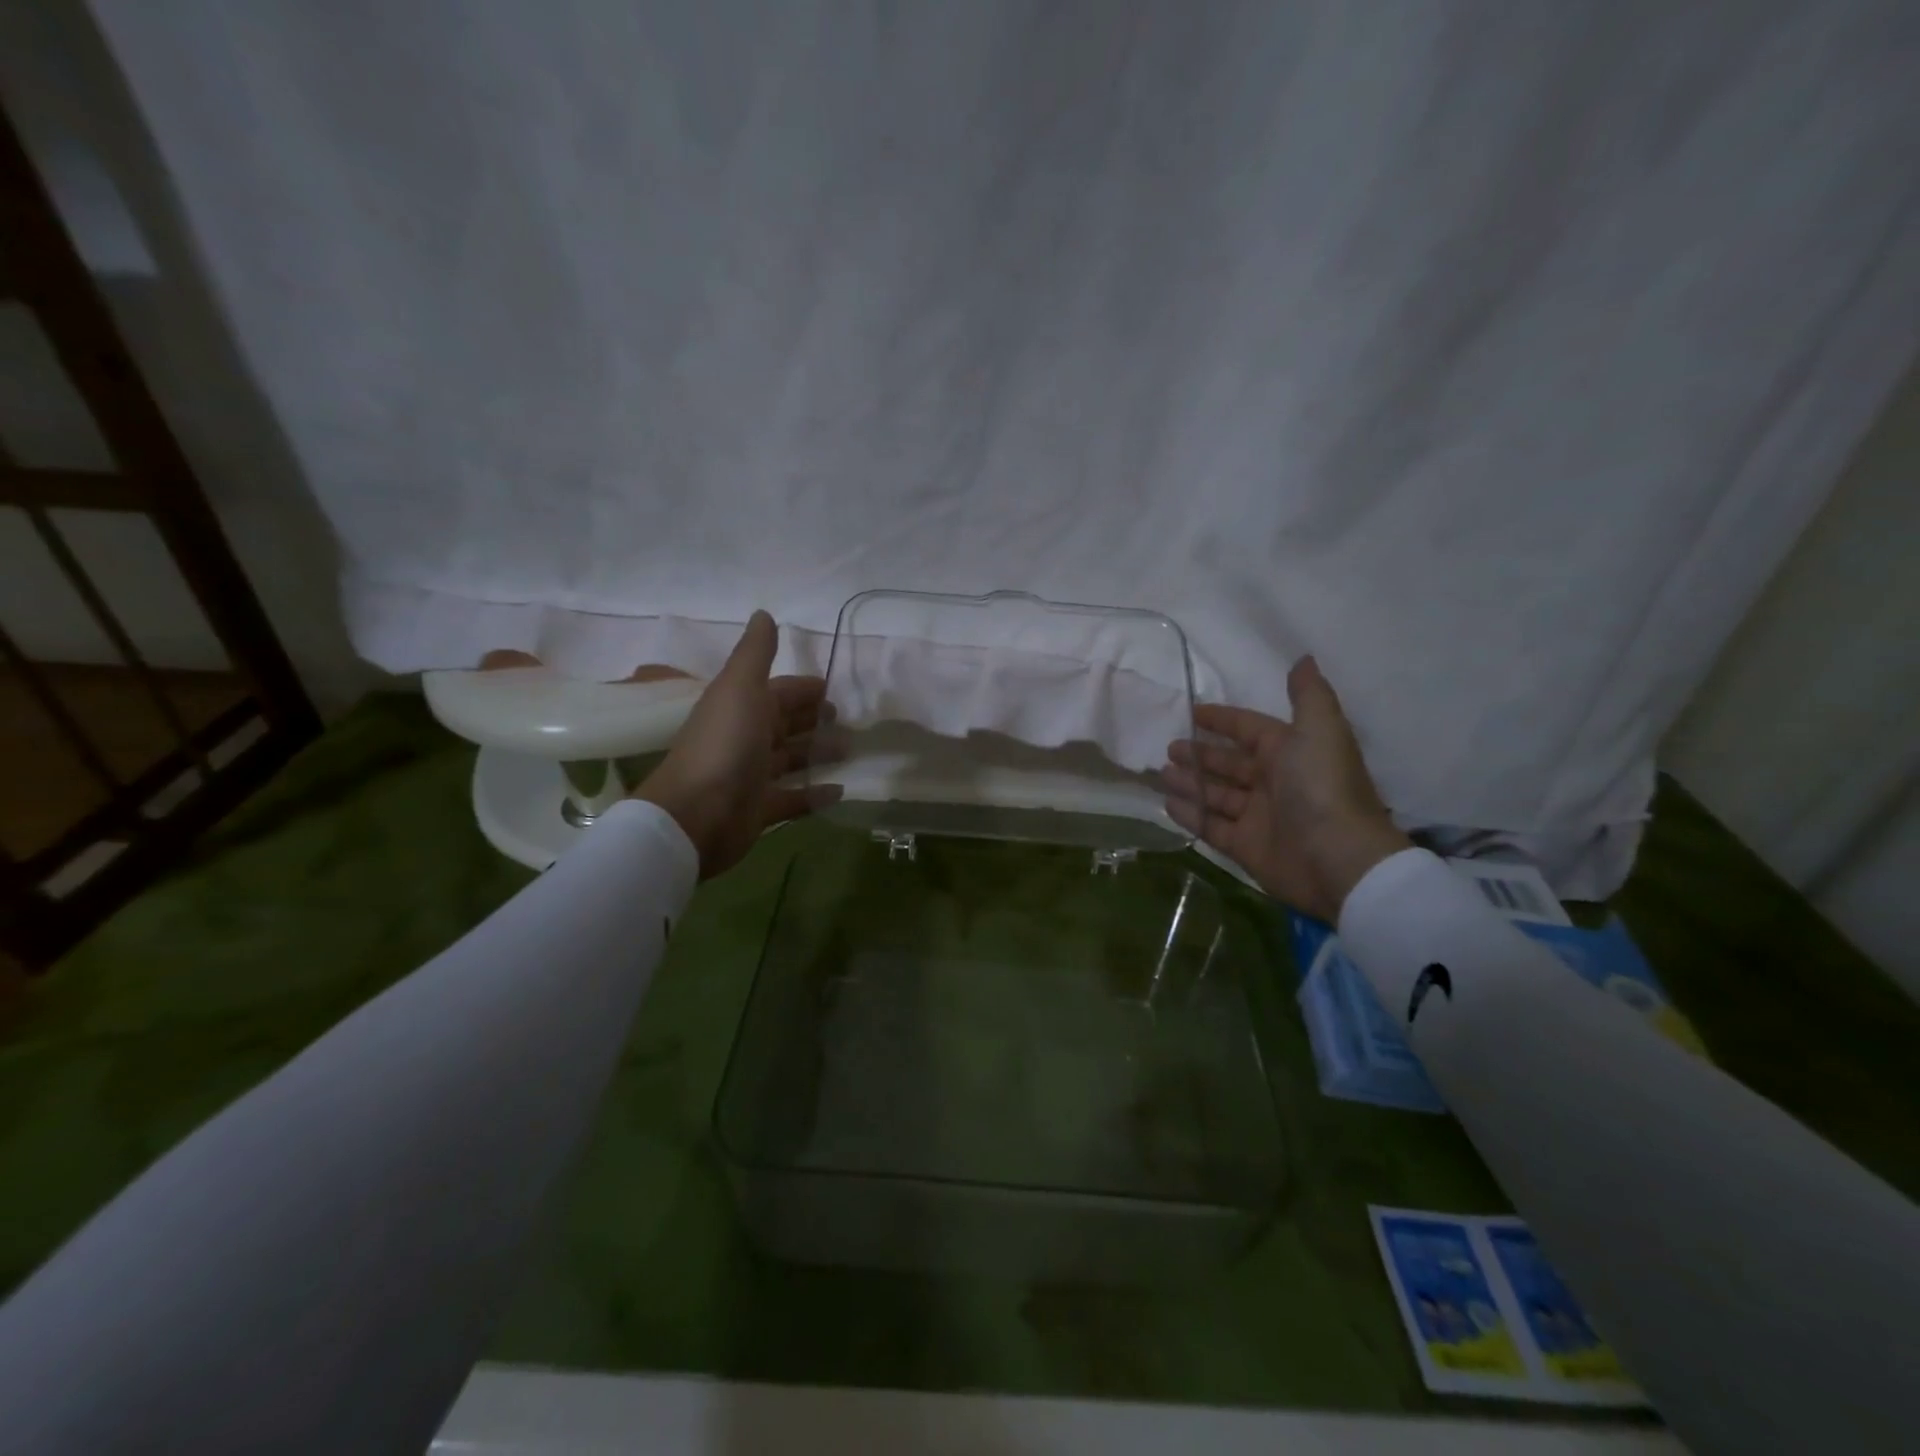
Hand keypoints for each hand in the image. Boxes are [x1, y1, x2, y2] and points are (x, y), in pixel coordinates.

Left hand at [633, 612, 837, 878]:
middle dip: (813, 720)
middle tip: (847, 721)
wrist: (696, 814)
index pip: (778, 692)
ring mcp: (753, 776)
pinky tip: (840, 791)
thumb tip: (763, 614)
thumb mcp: (740, 688)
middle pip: (785, 724)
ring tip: (850, 750)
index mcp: (742, 707)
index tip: (833, 689)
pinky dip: (815, 795)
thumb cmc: (724, 744)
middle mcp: (746, 738)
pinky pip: (793, 799)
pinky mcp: (760, 810)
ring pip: (791, 760)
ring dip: (817, 754)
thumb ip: (755, 653)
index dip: (803, 689)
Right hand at [1161, 656, 1410, 922]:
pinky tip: (1167, 804)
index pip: (1250, 729)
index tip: (1192, 713)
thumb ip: (1307, 695)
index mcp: (1290, 751)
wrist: (1337, 858)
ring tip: (1162, 775)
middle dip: (1200, 754)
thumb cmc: (1323, 787)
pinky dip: (1192, 815)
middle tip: (1168, 748)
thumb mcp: (1320, 729)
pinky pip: (1212, 826)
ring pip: (1217, 794)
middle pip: (1230, 763)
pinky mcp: (1246, 846)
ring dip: (1191, 783)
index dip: (1223, 720)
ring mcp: (1258, 816)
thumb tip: (1303, 659)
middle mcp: (1274, 781)